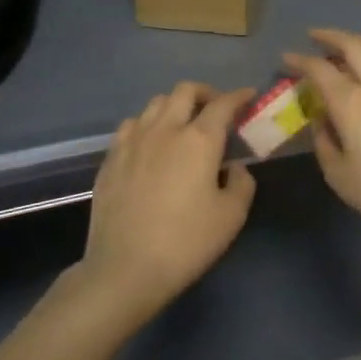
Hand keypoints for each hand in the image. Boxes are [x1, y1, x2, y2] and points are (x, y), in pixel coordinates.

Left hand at [79, 81, 256, 322]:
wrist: (125, 269)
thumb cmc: (186, 243)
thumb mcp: (231, 217)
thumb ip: (241, 183)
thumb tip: (234, 167)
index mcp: (199, 140)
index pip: (223, 104)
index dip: (239, 96)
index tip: (249, 96)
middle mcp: (165, 129)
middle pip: (185, 91)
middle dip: (205, 93)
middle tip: (216, 109)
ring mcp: (133, 141)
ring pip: (155, 103)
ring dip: (175, 105)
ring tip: (183, 123)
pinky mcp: (111, 158)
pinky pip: (131, 125)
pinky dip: (147, 124)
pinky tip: (151, 143)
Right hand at [284, 29, 360, 253]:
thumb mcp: (337, 174)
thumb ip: (324, 139)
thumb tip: (322, 117)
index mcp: (351, 103)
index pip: (319, 70)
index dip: (300, 61)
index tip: (288, 58)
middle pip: (353, 46)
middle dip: (330, 37)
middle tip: (316, 37)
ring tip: (350, 43)